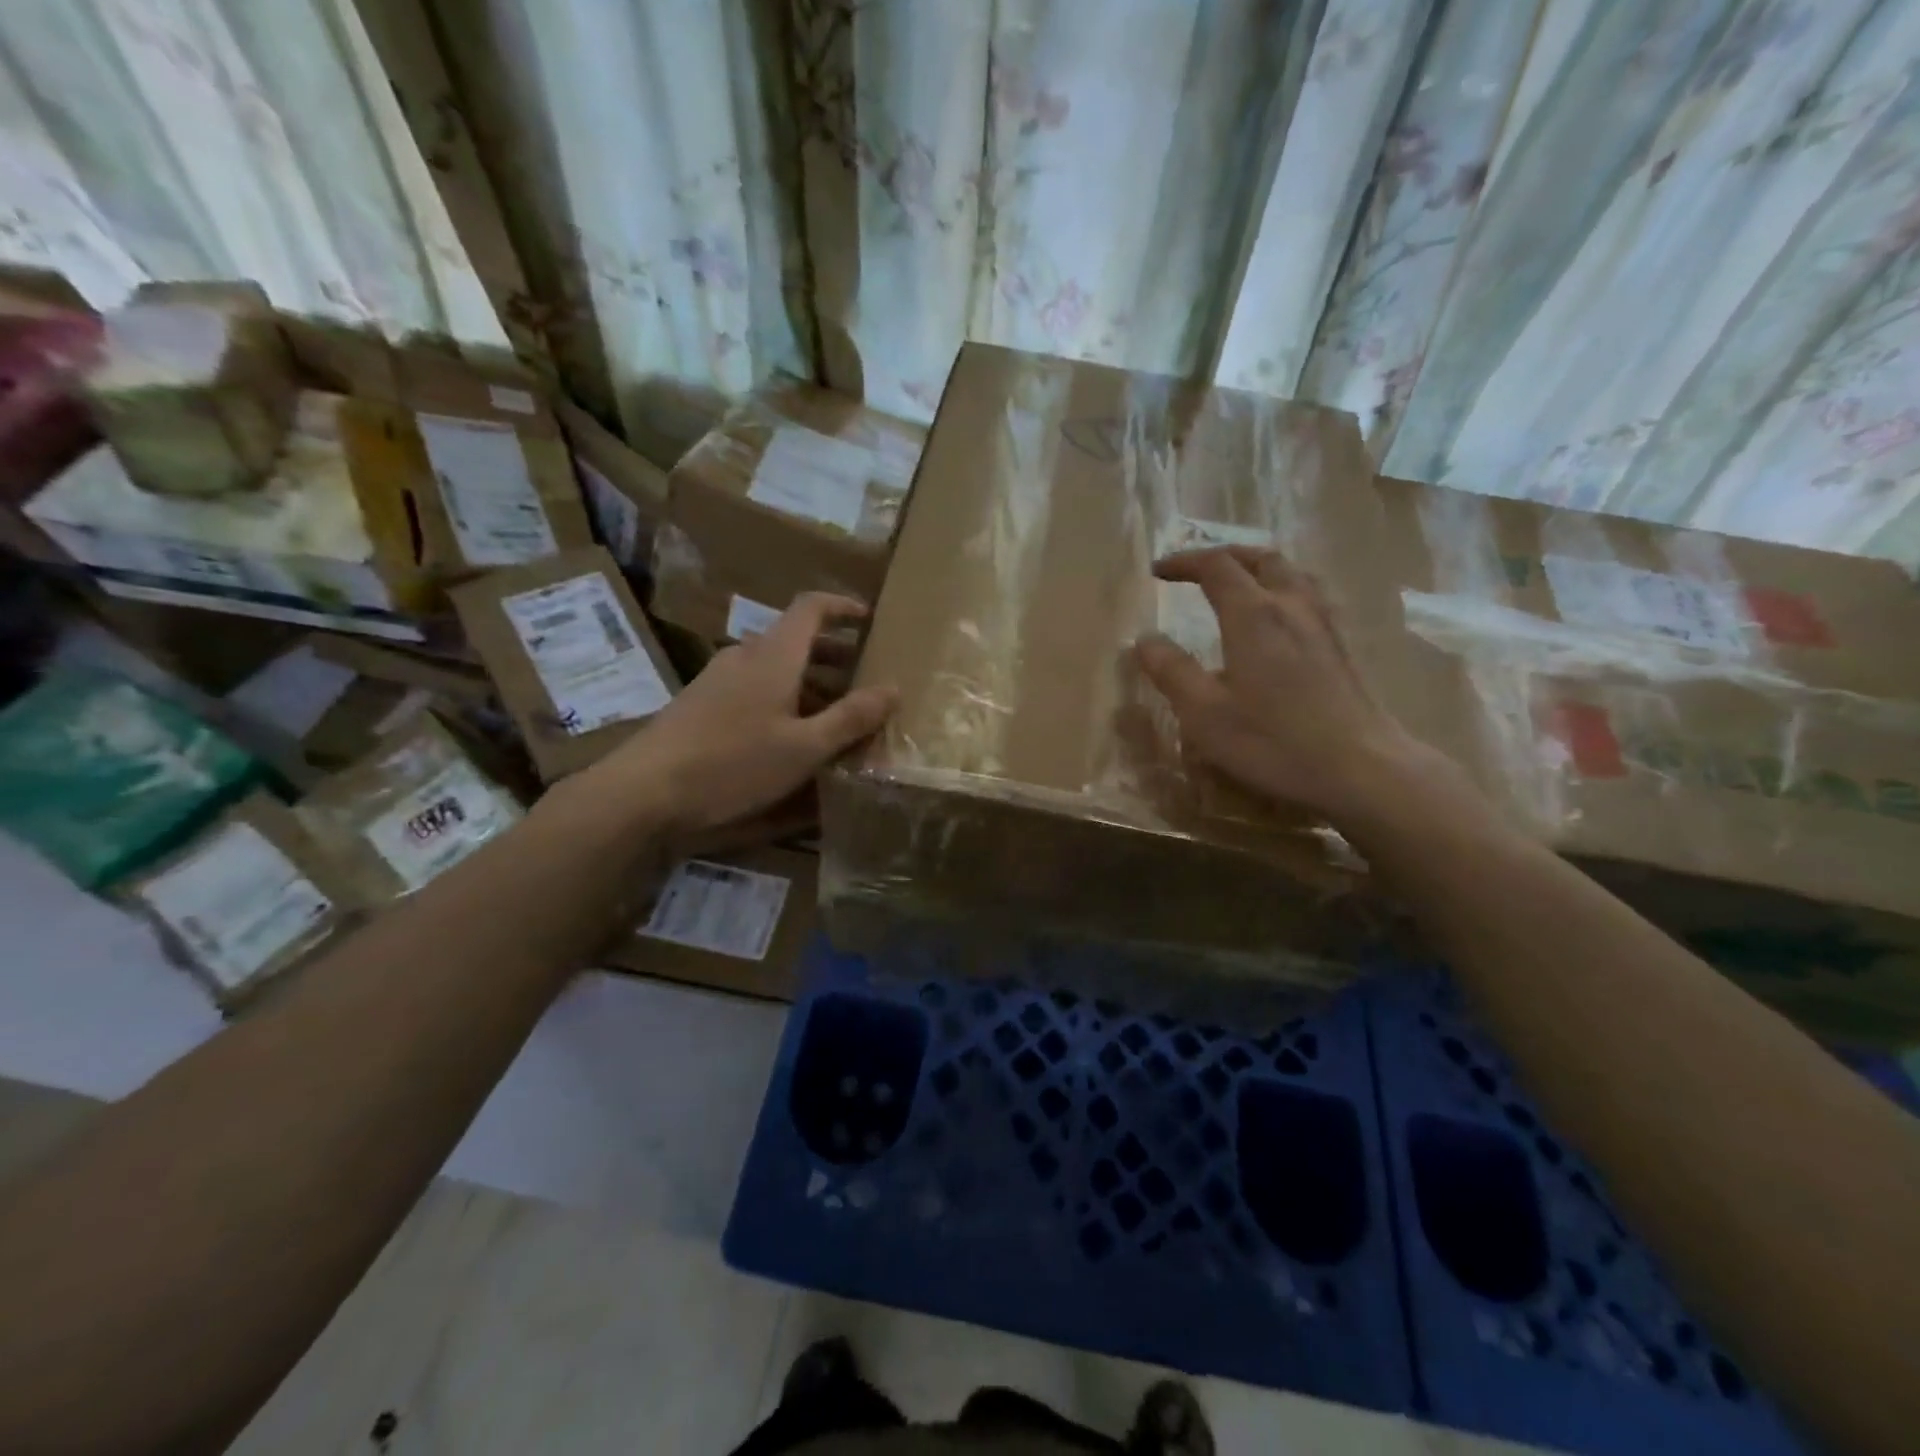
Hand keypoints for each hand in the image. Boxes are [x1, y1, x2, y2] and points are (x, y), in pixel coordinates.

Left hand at [595, 593, 895, 836]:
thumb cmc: (732, 764)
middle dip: (835, 655)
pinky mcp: (702, 706)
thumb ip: (851, 718)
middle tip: (866, 677)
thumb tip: (893, 688)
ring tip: (838, 715)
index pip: (811, 607)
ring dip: (810, 682)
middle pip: (796, 640)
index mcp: (773, 655)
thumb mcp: (804, 748)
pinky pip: (755, 689)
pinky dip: (784, 700)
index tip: (870, 618)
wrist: (643, 793)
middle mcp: (745, 657)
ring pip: (775, 668)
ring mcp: (719, 680)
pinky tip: (792, 737)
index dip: (843, 606)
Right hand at [1132, 547, 1437, 823]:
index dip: (1184, 562)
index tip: (1157, 572)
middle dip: (1224, 556)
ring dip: (1259, 568)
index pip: (1216, 567)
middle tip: (1197, 568)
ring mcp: (1324, 624)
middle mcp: (1291, 606)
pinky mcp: (1342, 646)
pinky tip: (1281, 620)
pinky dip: (1284, 590)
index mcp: (1253, 615)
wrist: (1361, 768)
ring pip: (1293, 573)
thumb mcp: (1205, 714)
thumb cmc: (1274, 742)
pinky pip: (1311, 596)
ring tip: (1240, 583)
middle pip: (1260, 559)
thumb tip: (1144, 640)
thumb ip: (1172, 672)